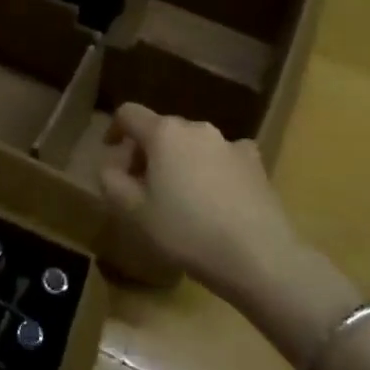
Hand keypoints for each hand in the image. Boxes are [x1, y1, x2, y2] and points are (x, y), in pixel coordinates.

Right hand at [99, 104, 295, 296]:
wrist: (259, 256)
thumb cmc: (186, 231)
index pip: (129, 113)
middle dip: (147, 151)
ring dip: (180, 161)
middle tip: (142, 185)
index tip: (110, 152)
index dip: (114, 129)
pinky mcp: (256, 164)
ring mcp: (230, 144)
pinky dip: (212, 170)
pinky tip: (216, 198)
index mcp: (163, 133)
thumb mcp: (134, 212)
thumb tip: (110, 167)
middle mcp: (197, 128)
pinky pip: (223, 158)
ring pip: (193, 144)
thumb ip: (112, 182)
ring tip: (181, 196)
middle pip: (162, 129)